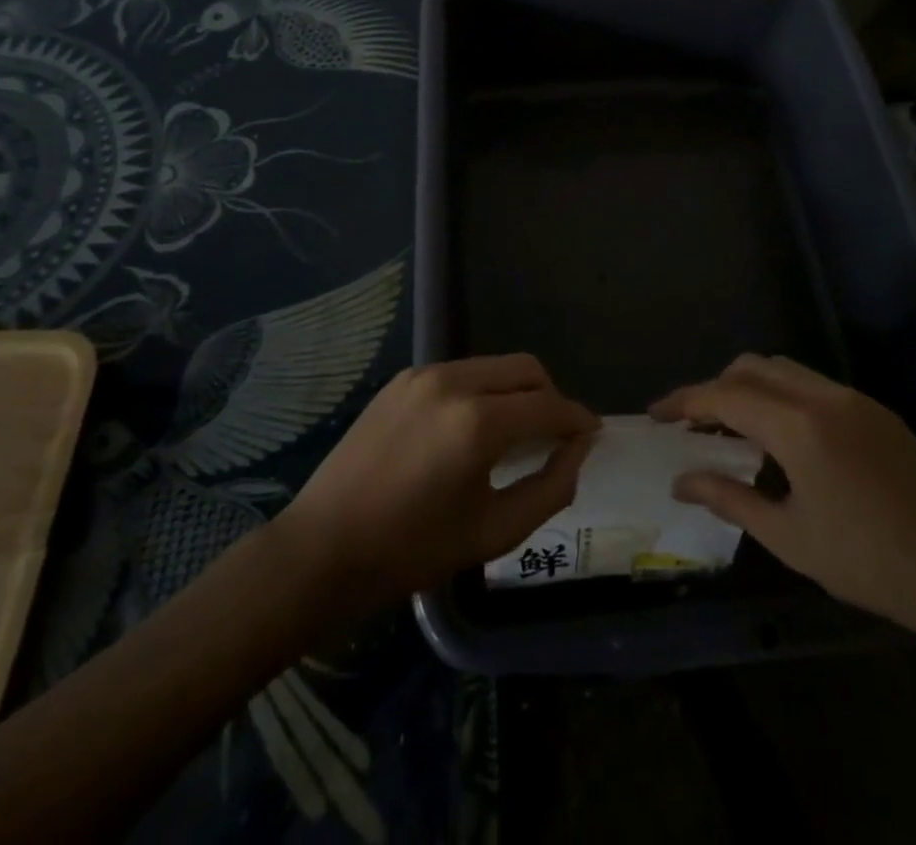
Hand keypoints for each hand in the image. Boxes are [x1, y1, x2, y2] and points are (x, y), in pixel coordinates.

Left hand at [275, 354, 598, 608]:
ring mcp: (424, 375)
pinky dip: (484, 390)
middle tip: (556, 435)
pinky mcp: (402, 379)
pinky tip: (474, 427)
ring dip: (517, 391)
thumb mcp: (493, 532)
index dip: (578, 420)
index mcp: (478, 423)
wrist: (322, 547)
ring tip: (517, 431)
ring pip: (494, 366)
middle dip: (551, 396)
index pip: (549, 406)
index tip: (593, 435)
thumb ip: (550, 488)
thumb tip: (577, 451)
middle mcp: (455, 383)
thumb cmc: (411, 550)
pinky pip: (462, 372)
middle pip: (526, 369)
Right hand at [651, 354, 915, 642]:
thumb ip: (729, 499)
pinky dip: (781, 396)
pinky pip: (812, 385)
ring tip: (731, 429)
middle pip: (752, 367)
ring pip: (784, 370)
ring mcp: (854, 399)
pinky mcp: (875, 411)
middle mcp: (824, 396)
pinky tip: (780, 438)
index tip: (656, 414)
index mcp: (799, 426)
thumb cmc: (868, 562)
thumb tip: (681, 480)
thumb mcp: (789, 536)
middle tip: (693, 425)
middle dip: (715, 388)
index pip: (725, 396)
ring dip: (749, 387)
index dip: (685, 401)